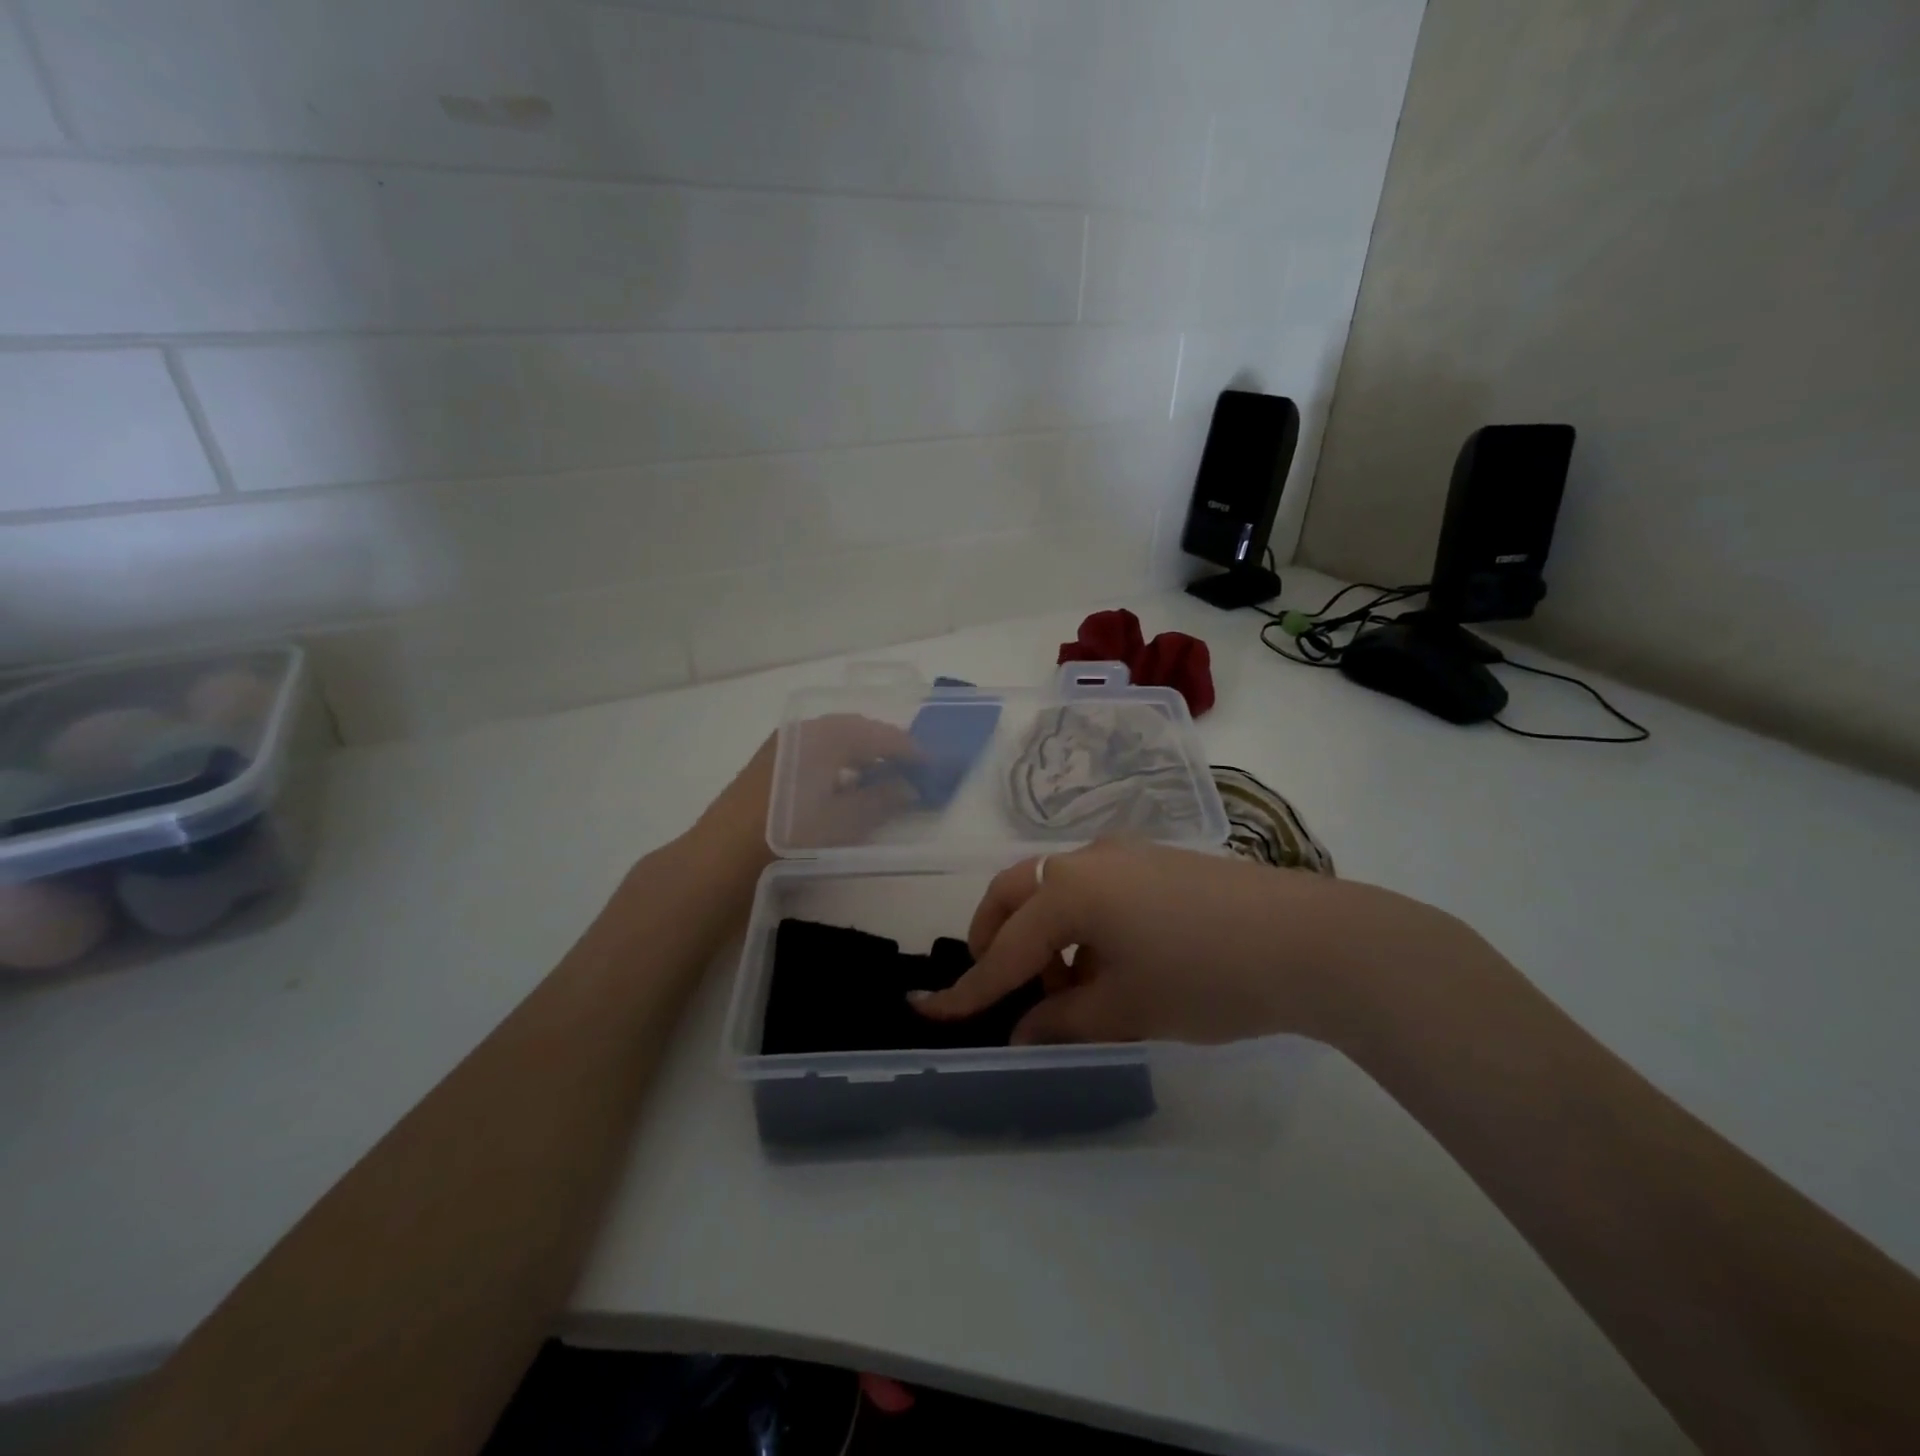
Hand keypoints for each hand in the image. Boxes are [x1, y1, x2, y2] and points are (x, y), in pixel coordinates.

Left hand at [693, 716, 922, 867]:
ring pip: (833, 740)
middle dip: (885, 748)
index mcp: (826, 736)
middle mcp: (804, 730)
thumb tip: (909, 787)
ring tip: (881, 778)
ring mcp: (782, 744)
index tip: (931, 765)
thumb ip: (883, 799)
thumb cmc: (790, 836)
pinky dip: (837, 762)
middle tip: (910, 768)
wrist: (722, 856)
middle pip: (855, 731)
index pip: (879, 735)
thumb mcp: (845, 821)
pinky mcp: (768, 762)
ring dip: (860, 755)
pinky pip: (814, 751)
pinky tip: (843, 786)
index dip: (908, 750)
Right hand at [910, 840, 1487, 1047]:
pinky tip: (1110, 963)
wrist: (1309, 940)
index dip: (966, 990)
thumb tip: (1022, 1033)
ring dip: (1043, 934)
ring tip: (1067, 991)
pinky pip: (1094, 888)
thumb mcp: (1127, 1009)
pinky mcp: (1156, 861)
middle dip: (994, 937)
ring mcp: (1125, 854)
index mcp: (1070, 893)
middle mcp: (1087, 861)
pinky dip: (1081, 924)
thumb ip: (1063, 1021)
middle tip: (998, 986)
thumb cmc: (1206, 977)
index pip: (1004, 951)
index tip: (925, 1011)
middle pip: (1016, 893)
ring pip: (1056, 889)